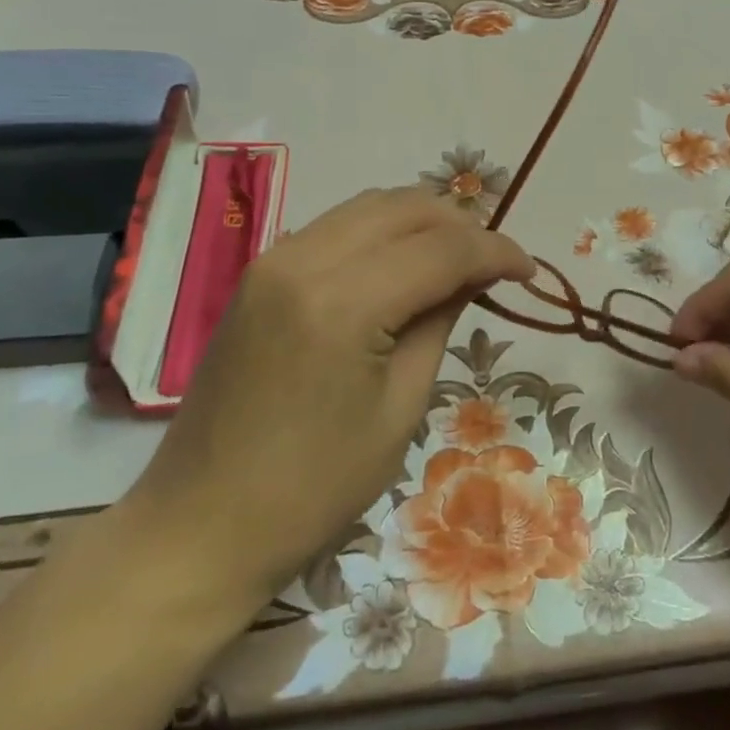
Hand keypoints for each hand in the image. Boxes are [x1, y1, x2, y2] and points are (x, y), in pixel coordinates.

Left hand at [123, 188, 533, 618]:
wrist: (201, 524)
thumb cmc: (313, 488)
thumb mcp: (399, 408)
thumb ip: (439, 322)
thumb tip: (472, 275)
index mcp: (342, 303)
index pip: (441, 249)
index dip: (495, 251)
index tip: (529, 270)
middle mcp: (303, 259)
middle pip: (406, 207)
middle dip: (462, 225)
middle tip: (495, 265)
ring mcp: (274, 259)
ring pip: (371, 205)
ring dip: (423, 222)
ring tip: (457, 259)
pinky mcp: (260, 271)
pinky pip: (338, 225)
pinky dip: (383, 232)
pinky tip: (404, 265)